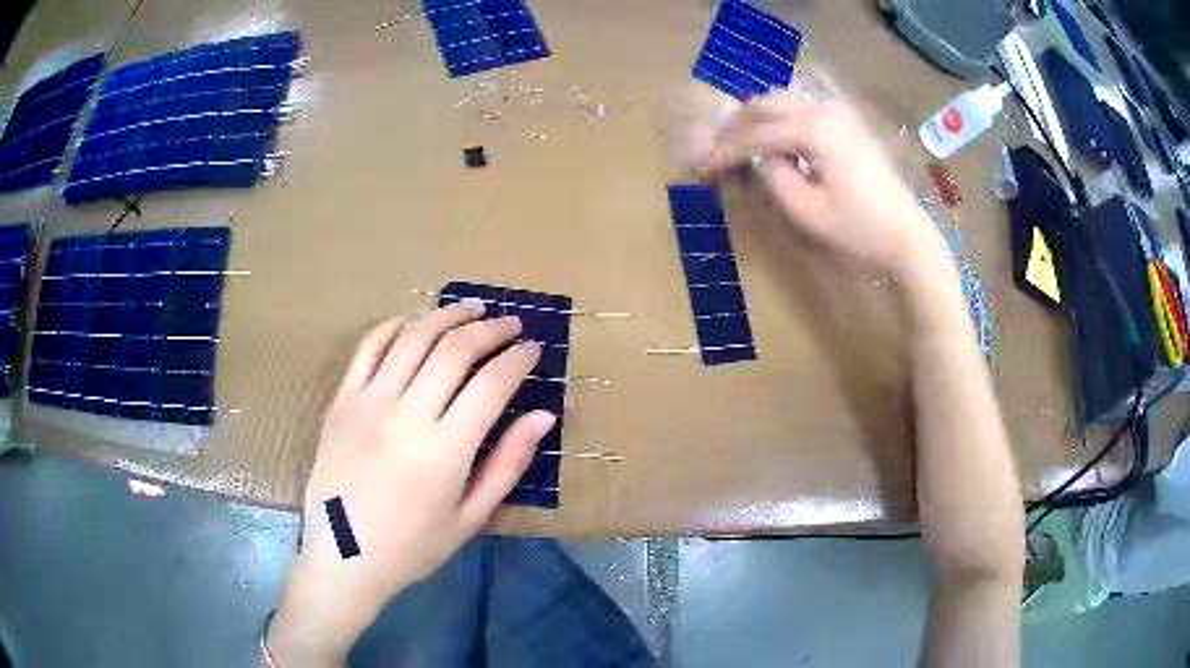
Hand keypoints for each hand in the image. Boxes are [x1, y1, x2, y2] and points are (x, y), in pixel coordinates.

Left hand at [269, 302, 555, 663]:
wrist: (343, 555)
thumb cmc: (413, 546)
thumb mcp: (471, 517)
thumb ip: (508, 463)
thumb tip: (544, 416)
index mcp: (445, 450)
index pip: (491, 384)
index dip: (518, 358)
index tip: (533, 348)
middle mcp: (407, 415)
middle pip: (454, 349)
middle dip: (490, 329)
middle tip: (510, 324)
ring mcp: (368, 402)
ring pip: (413, 337)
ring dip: (446, 315)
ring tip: (470, 308)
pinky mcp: (342, 400)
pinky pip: (369, 347)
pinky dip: (395, 325)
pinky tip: (415, 322)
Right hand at [707, 91, 942, 275]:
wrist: (906, 235)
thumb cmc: (858, 228)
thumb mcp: (806, 210)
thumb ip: (774, 176)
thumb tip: (761, 158)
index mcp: (813, 130)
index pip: (758, 134)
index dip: (728, 149)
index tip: (706, 165)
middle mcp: (824, 112)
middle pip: (768, 103)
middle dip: (739, 122)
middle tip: (719, 145)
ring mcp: (839, 116)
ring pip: (786, 100)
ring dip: (759, 116)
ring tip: (742, 139)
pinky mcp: (848, 126)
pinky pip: (805, 109)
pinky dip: (782, 118)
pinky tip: (776, 138)